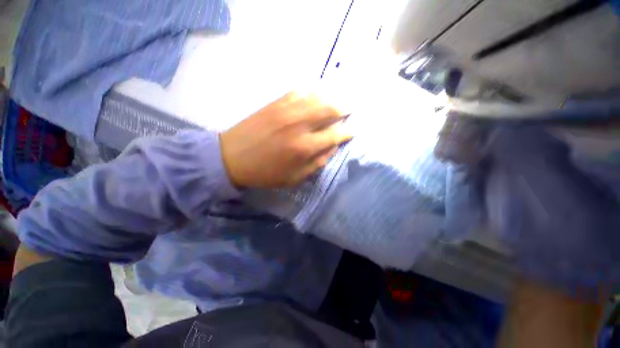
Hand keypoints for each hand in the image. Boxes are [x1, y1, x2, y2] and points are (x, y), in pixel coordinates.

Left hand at [220, 92, 352, 187]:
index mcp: (305, 147)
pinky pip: (299, 91)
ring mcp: (287, 110)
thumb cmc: (266, 172)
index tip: (355, 129)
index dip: (348, 131)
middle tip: (352, 109)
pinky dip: (311, 92)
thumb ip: (317, 162)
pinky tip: (315, 96)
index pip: (335, 135)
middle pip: (329, 109)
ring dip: (331, 98)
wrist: (232, 158)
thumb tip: (333, 147)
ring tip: (337, 101)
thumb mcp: (295, 177)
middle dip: (344, 108)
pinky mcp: (275, 103)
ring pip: (317, 97)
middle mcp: (299, 124)